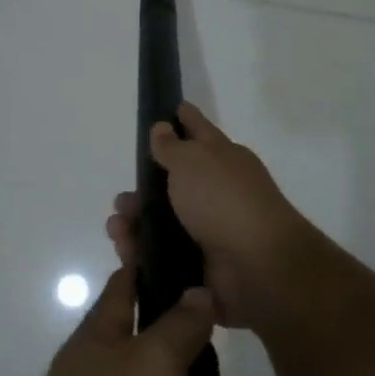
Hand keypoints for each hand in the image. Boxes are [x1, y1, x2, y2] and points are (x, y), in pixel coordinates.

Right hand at [105, 102, 318, 330]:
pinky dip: (142, 253)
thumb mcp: (193, 161)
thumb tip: (162, 127)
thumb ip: (172, 146)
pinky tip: (127, 252)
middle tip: (121, 200)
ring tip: (117, 228)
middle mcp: (218, 191)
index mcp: (223, 159)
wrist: (257, 266)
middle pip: (173, 183)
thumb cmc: (224, 200)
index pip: (199, 130)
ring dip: (136, 223)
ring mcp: (211, 230)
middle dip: (143, 189)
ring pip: (163, 222)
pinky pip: (163, 255)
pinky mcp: (201, 264)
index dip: (183, 119)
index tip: (169, 109)